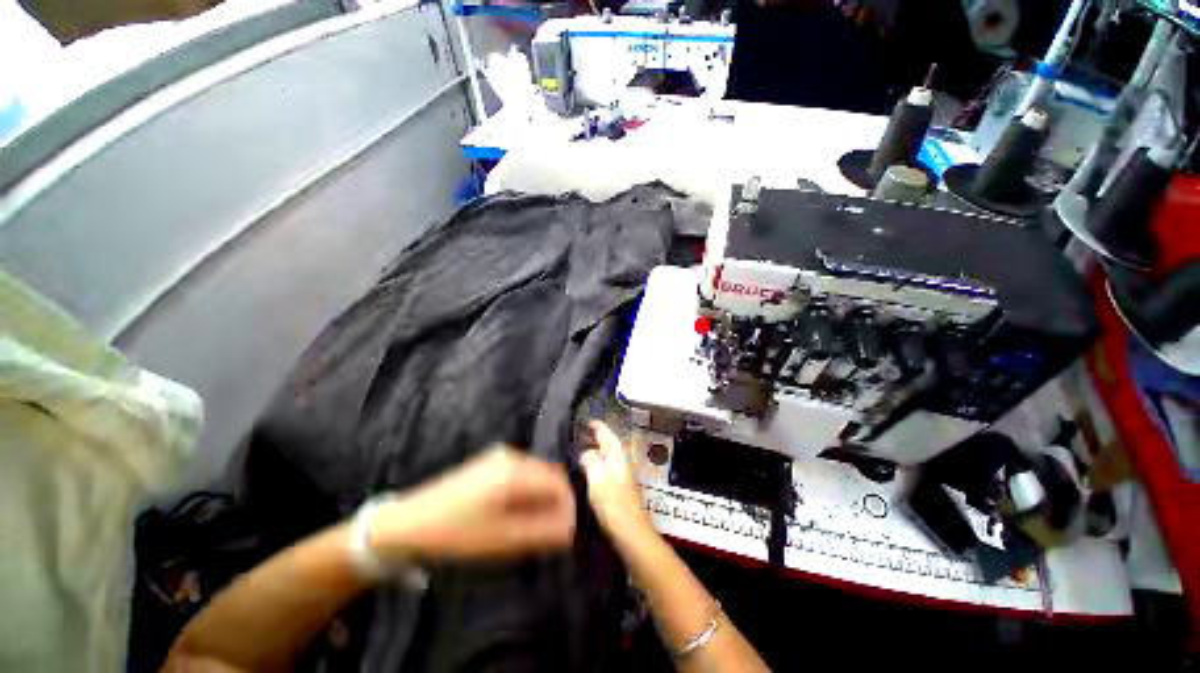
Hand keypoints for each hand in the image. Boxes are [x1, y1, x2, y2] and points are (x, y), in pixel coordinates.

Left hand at [370, 446, 575, 561]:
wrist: (407, 522)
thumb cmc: (455, 533)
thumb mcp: (502, 539)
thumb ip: (542, 532)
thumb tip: (572, 528)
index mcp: (516, 471)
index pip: (559, 483)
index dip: (568, 507)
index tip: (566, 532)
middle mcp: (512, 456)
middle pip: (549, 475)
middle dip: (555, 501)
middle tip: (548, 531)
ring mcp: (500, 456)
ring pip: (536, 474)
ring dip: (541, 497)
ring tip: (530, 525)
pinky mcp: (490, 461)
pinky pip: (522, 473)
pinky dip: (527, 491)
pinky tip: (513, 511)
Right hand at [579, 421, 652, 541]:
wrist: (633, 536)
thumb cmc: (614, 507)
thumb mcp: (598, 482)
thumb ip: (591, 462)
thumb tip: (586, 451)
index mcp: (618, 458)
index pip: (608, 435)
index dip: (598, 427)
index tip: (586, 422)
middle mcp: (622, 464)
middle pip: (610, 445)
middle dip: (597, 438)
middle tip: (581, 435)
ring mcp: (623, 478)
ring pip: (609, 458)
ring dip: (598, 451)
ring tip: (582, 451)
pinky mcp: (621, 491)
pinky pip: (607, 469)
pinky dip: (599, 465)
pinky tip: (590, 473)